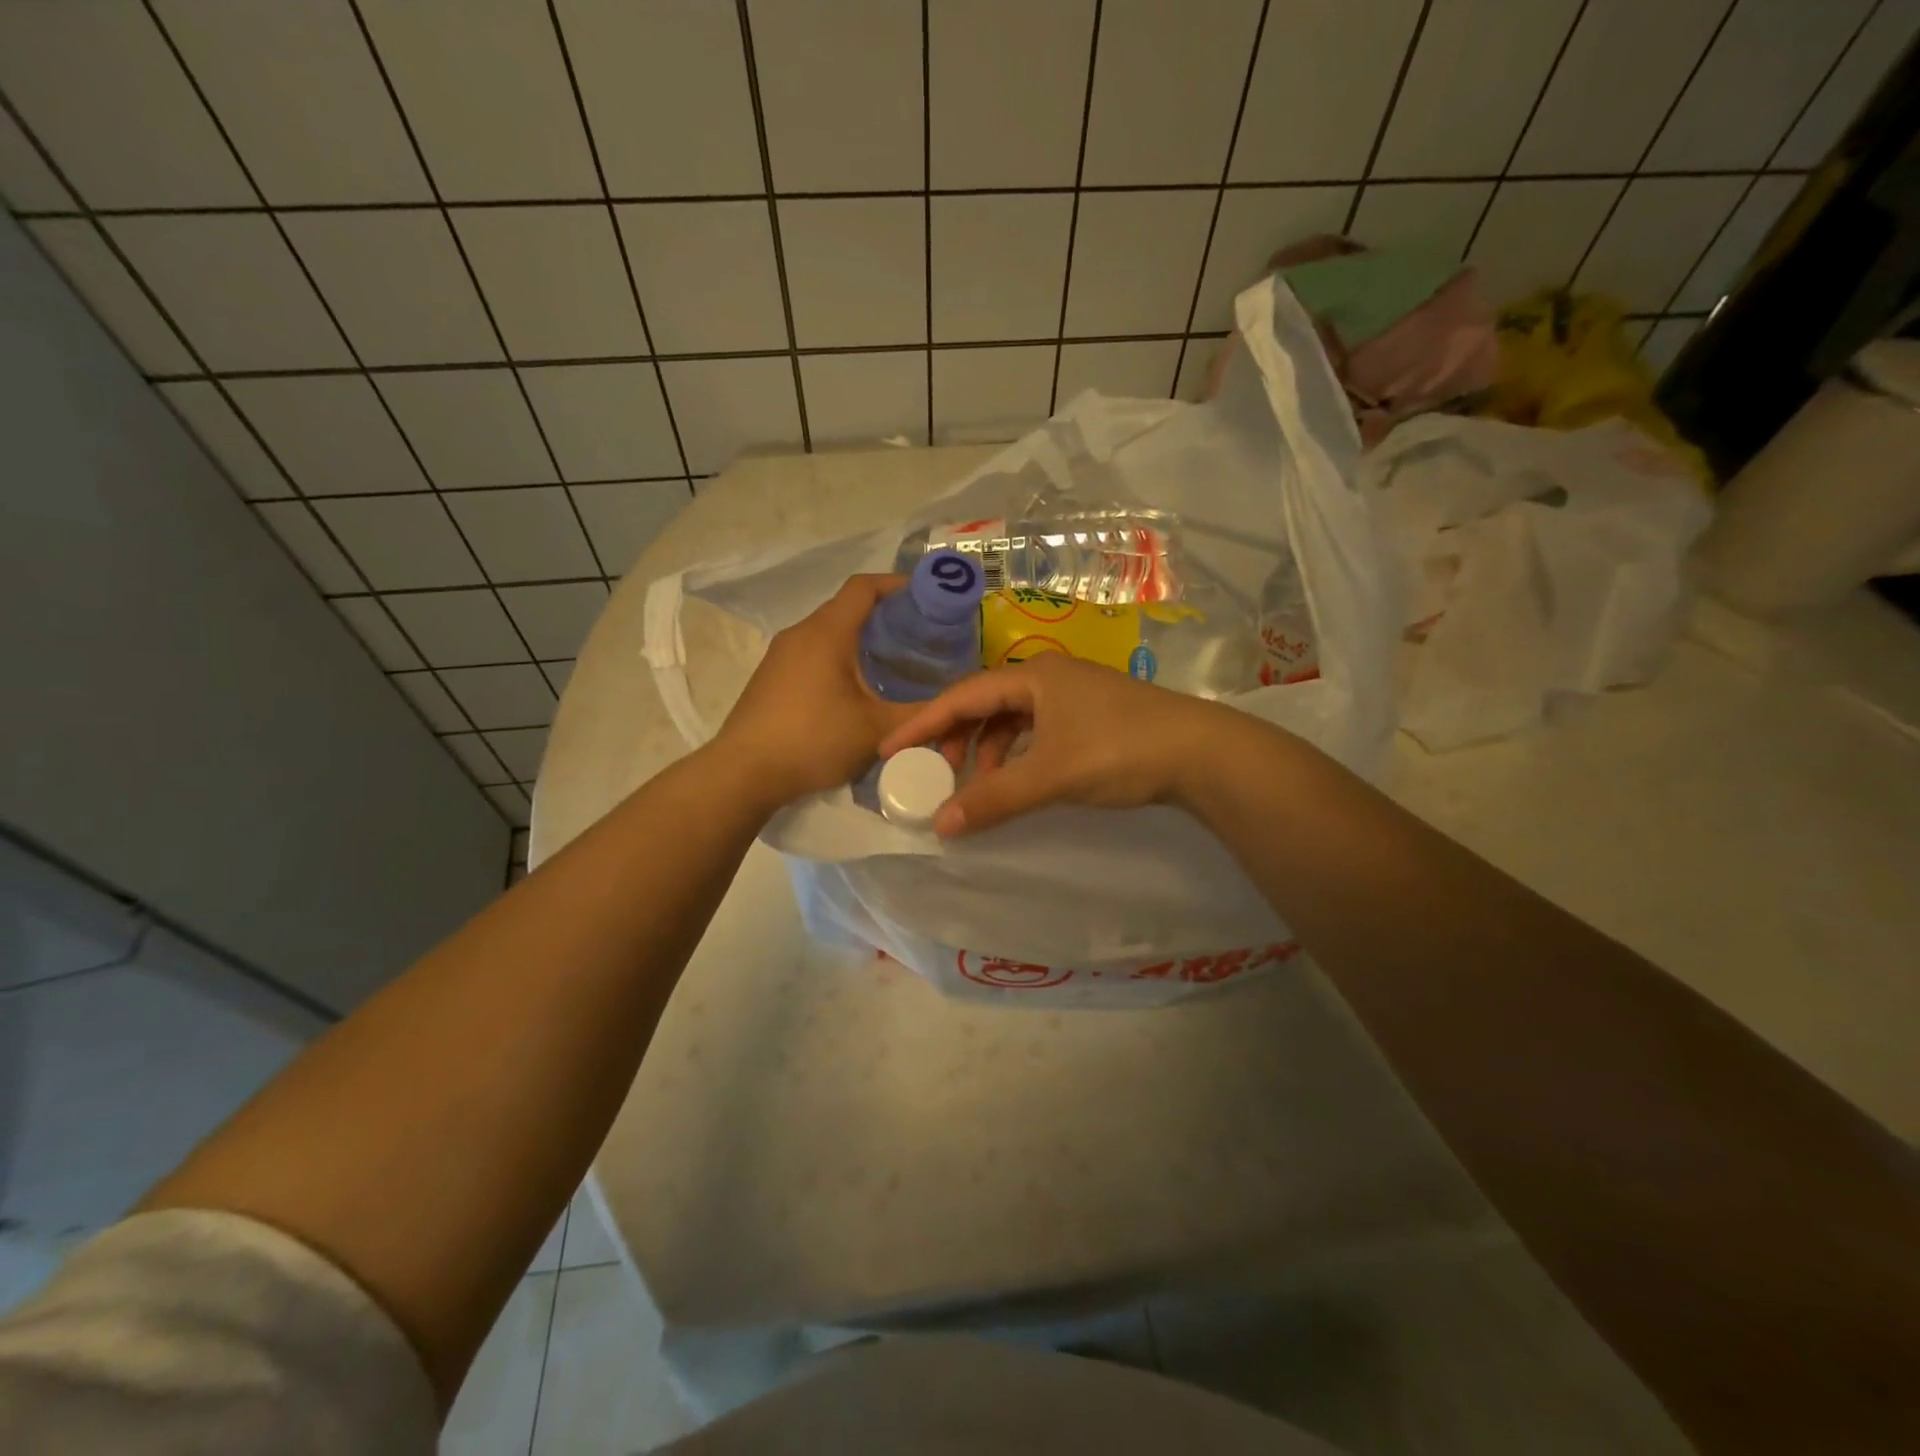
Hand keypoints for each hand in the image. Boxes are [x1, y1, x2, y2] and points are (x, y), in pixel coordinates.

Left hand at [713, 574, 914, 809]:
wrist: (744, 774)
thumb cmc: (813, 740)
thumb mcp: (876, 730)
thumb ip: (919, 715)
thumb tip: (953, 705)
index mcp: (827, 632)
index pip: (864, 586)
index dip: (898, 585)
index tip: (928, 600)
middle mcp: (800, 633)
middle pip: (847, 608)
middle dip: (886, 617)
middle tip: (921, 640)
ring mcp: (780, 655)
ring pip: (829, 633)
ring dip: (861, 641)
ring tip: (895, 666)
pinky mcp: (771, 678)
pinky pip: (813, 654)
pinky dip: (839, 659)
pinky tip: (856, 691)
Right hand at [878, 655, 1235, 836]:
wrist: (1202, 753)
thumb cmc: (1120, 750)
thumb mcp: (1051, 774)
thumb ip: (995, 798)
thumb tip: (940, 826)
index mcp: (1034, 675)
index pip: (962, 696)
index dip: (922, 723)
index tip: (890, 749)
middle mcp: (1049, 678)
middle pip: (984, 705)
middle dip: (954, 740)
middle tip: (933, 774)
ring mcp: (1073, 698)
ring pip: (1011, 721)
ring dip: (986, 752)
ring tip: (974, 786)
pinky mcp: (1091, 719)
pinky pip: (1035, 733)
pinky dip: (1016, 757)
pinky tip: (1014, 781)